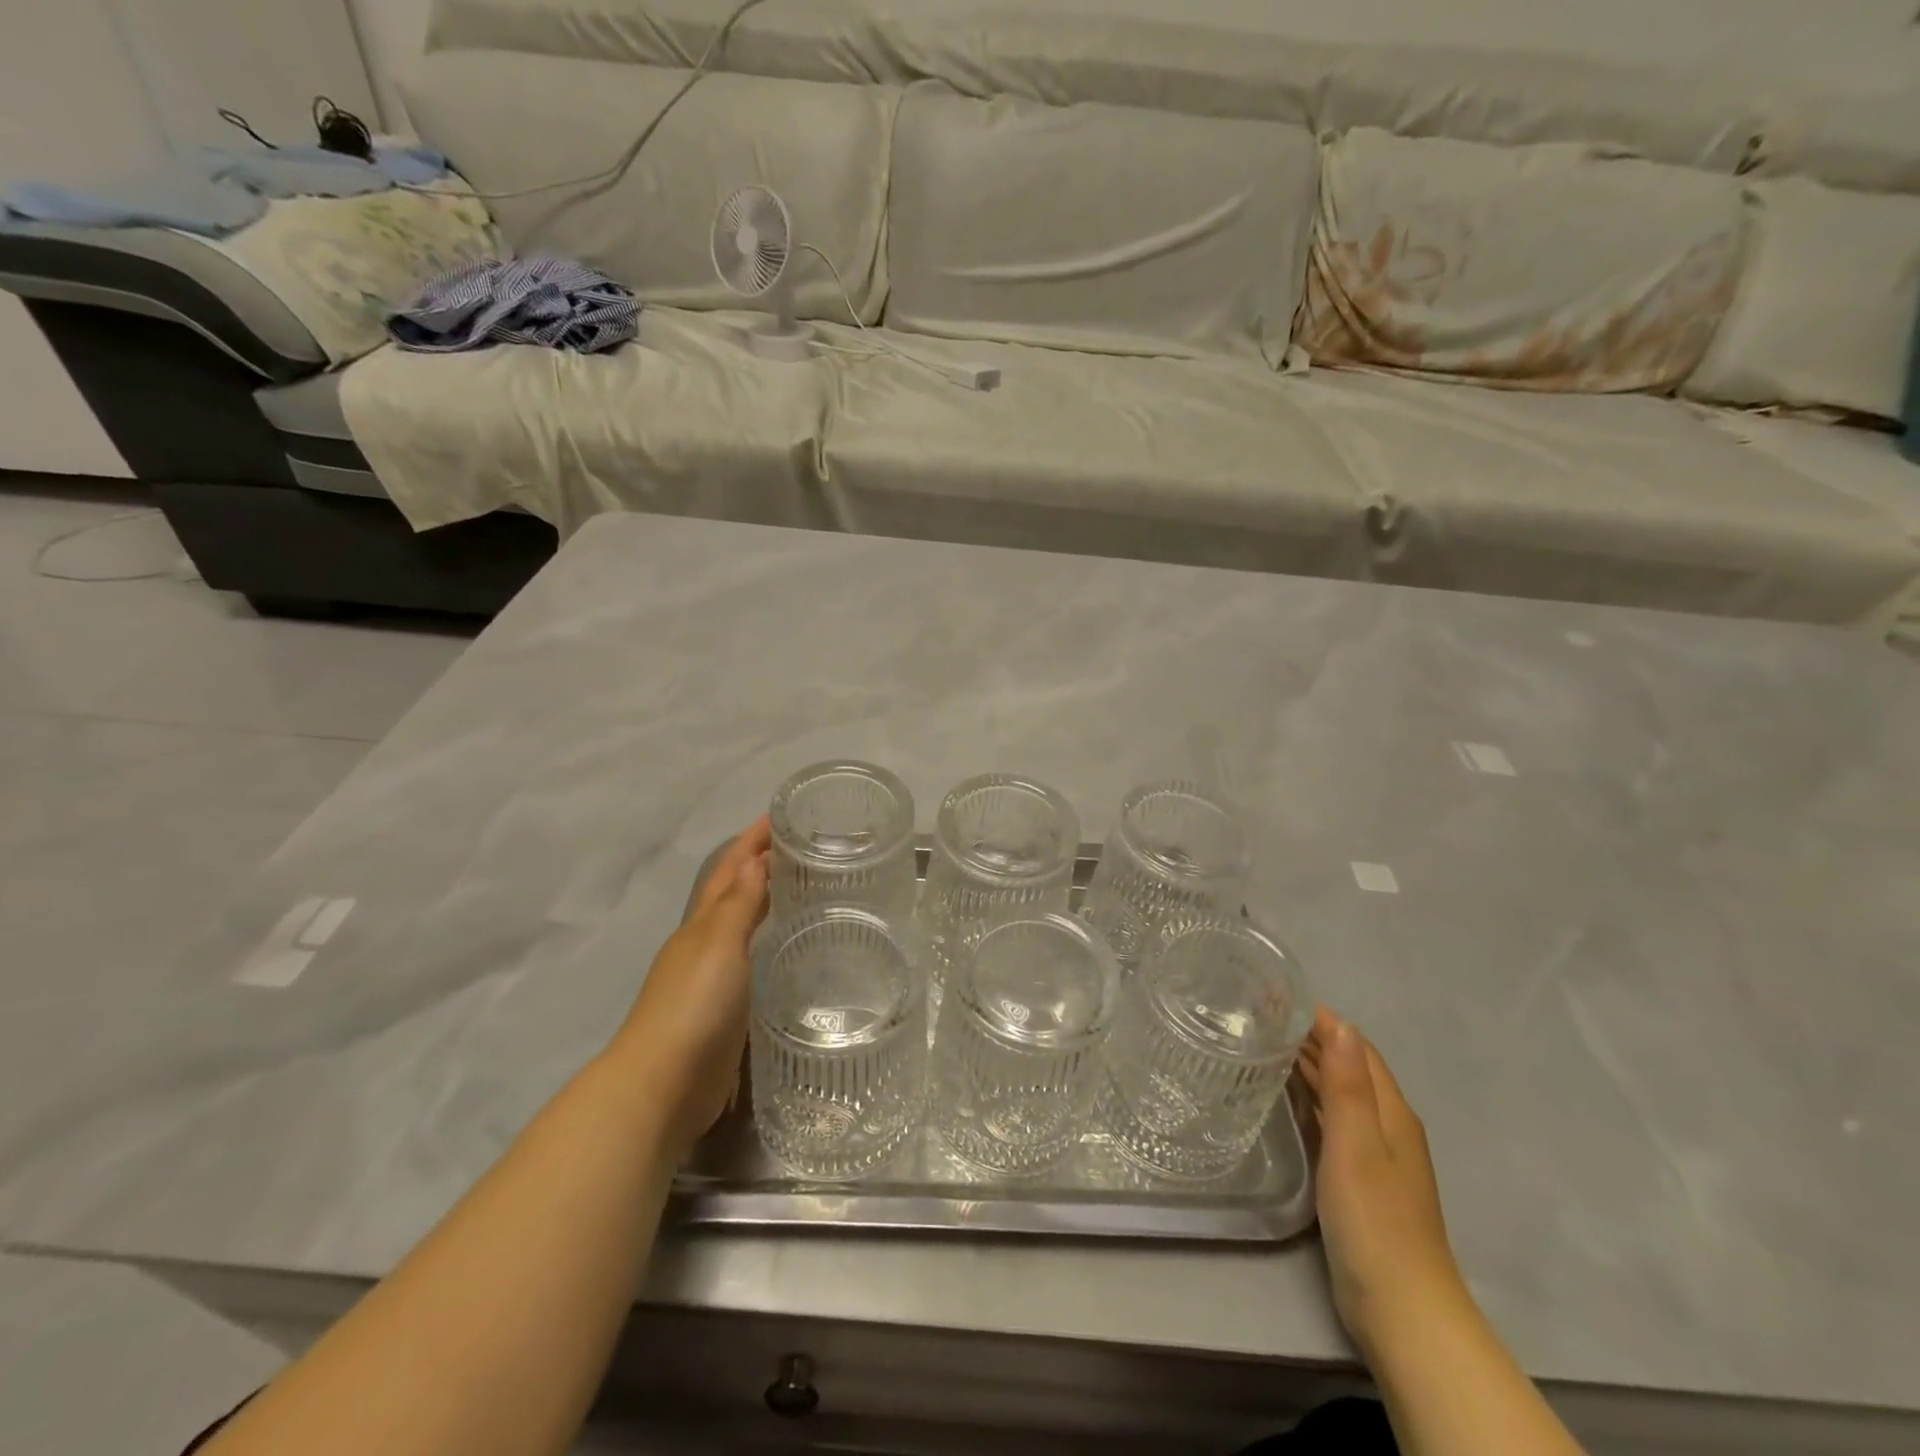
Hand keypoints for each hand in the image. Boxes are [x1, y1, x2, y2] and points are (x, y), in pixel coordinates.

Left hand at [605, 817, 770, 1158]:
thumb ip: (738, 904)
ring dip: (765, 902)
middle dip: (760, 865)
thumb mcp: (718, 945)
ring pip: (743, 927)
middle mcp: (705, 944)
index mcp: (702, 924)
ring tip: (804, 889)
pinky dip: (768, 943)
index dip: (751, 841)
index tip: (780, 816)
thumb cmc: (693, 1005)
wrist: (662, 1085)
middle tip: (803, 848)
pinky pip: (752, 962)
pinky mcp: (727, 1011)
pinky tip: (790, 950)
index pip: (730, 869)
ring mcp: (713, 978)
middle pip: (734, 893)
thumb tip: (755, 859)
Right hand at [1298, 1005, 1464, 1354]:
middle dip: (1311, 1036)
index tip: (1277, 994)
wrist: (1400, 1307)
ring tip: (1264, 1042)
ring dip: (1309, 1064)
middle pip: (1348, 1066)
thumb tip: (1341, 1023)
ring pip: (1339, 1092)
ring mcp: (1373, 1154)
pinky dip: (1309, 1097)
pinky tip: (1284, 1096)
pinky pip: (1331, 1119)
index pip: (1356, 1047)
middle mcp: (1386, 1125)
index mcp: (1391, 1112)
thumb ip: (1348, 1084)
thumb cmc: (1375, 1219)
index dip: (1322, 1019)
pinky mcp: (1357, 1178)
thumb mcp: (1357, 1144)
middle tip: (1259, 1013)